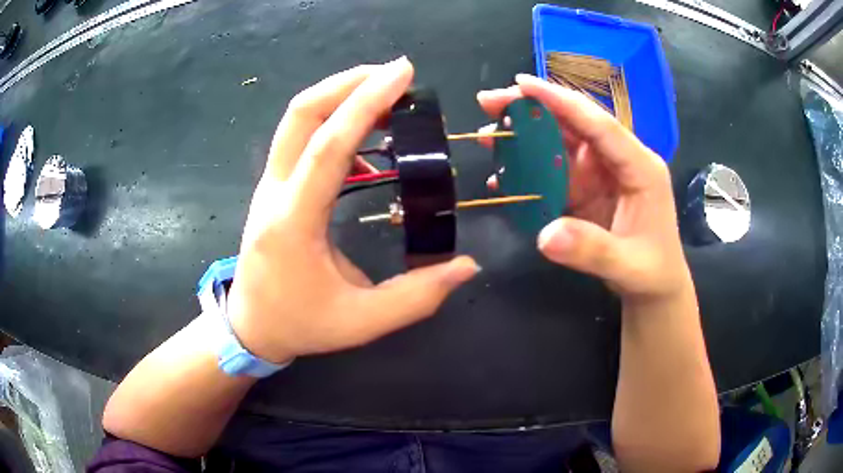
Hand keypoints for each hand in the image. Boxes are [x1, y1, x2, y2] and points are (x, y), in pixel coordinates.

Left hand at [227, 58, 478, 362]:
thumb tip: (467, 266)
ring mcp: (268, 185)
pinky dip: (332, 121)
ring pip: (296, 120)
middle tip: (395, 74)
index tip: (402, 73)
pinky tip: (365, 138)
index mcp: (293, 222)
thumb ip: (417, 297)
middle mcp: (274, 192)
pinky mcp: (273, 186)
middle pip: (301, 114)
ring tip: (385, 94)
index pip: (328, 147)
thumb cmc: (300, 324)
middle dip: (348, 83)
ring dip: (339, 95)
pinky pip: (299, 138)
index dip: (366, 103)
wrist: (251, 326)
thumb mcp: (361, 322)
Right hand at [477, 75, 690, 301]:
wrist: (656, 287)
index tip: (521, 84)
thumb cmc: (652, 273)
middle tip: (490, 101)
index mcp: (640, 167)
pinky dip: (530, 170)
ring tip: (489, 134)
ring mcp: (603, 173)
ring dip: (525, 136)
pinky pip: (556, 171)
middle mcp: (619, 160)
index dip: (560, 101)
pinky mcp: (589, 188)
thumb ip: (591, 250)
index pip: (599, 124)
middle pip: (575, 123)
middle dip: (533, 109)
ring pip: (561, 143)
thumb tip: (545, 236)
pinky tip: (505, 175)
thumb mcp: (627, 266)